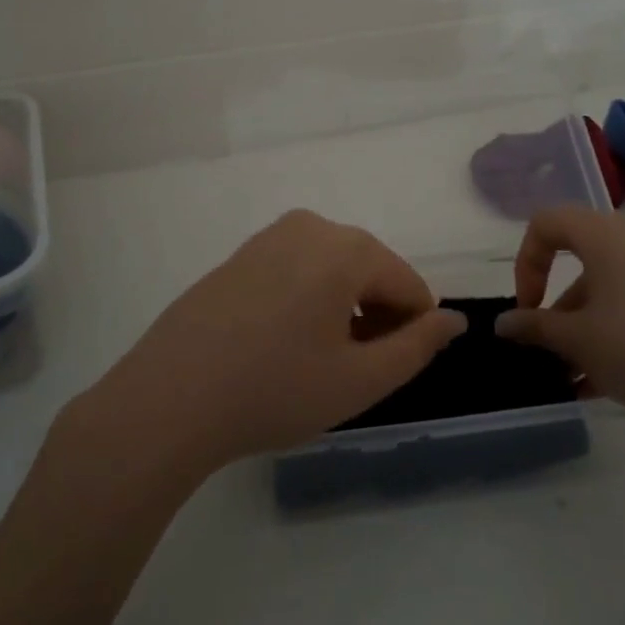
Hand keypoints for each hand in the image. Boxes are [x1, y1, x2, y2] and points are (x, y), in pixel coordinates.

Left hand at [79, 210, 464, 476]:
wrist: (169, 397)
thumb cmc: (274, 390)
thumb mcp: (359, 380)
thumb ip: (418, 346)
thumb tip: (455, 320)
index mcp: (346, 247)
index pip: (409, 286)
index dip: (413, 331)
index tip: (390, 372)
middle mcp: (311, 226)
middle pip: (371, 271)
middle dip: (377, 317)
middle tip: (353, 373)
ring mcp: (269, 236)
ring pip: (333, 269)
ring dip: (343, 309)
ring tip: (320, 362)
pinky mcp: (241, 254)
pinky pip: (297, 269)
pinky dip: (308, 300)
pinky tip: (284, 344)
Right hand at [495, 206, 624, 433]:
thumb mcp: (579, 340)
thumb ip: (535, 327)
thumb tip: (505, 323)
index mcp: (605, 236)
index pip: (547, 223)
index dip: (526, 262)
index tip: (527, 308)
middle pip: (580, 260)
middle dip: (557, 306)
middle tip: (550, 347)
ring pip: (610, 289)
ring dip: (585, 327)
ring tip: (576, 379)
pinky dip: (615, 333)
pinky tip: (607, 383)